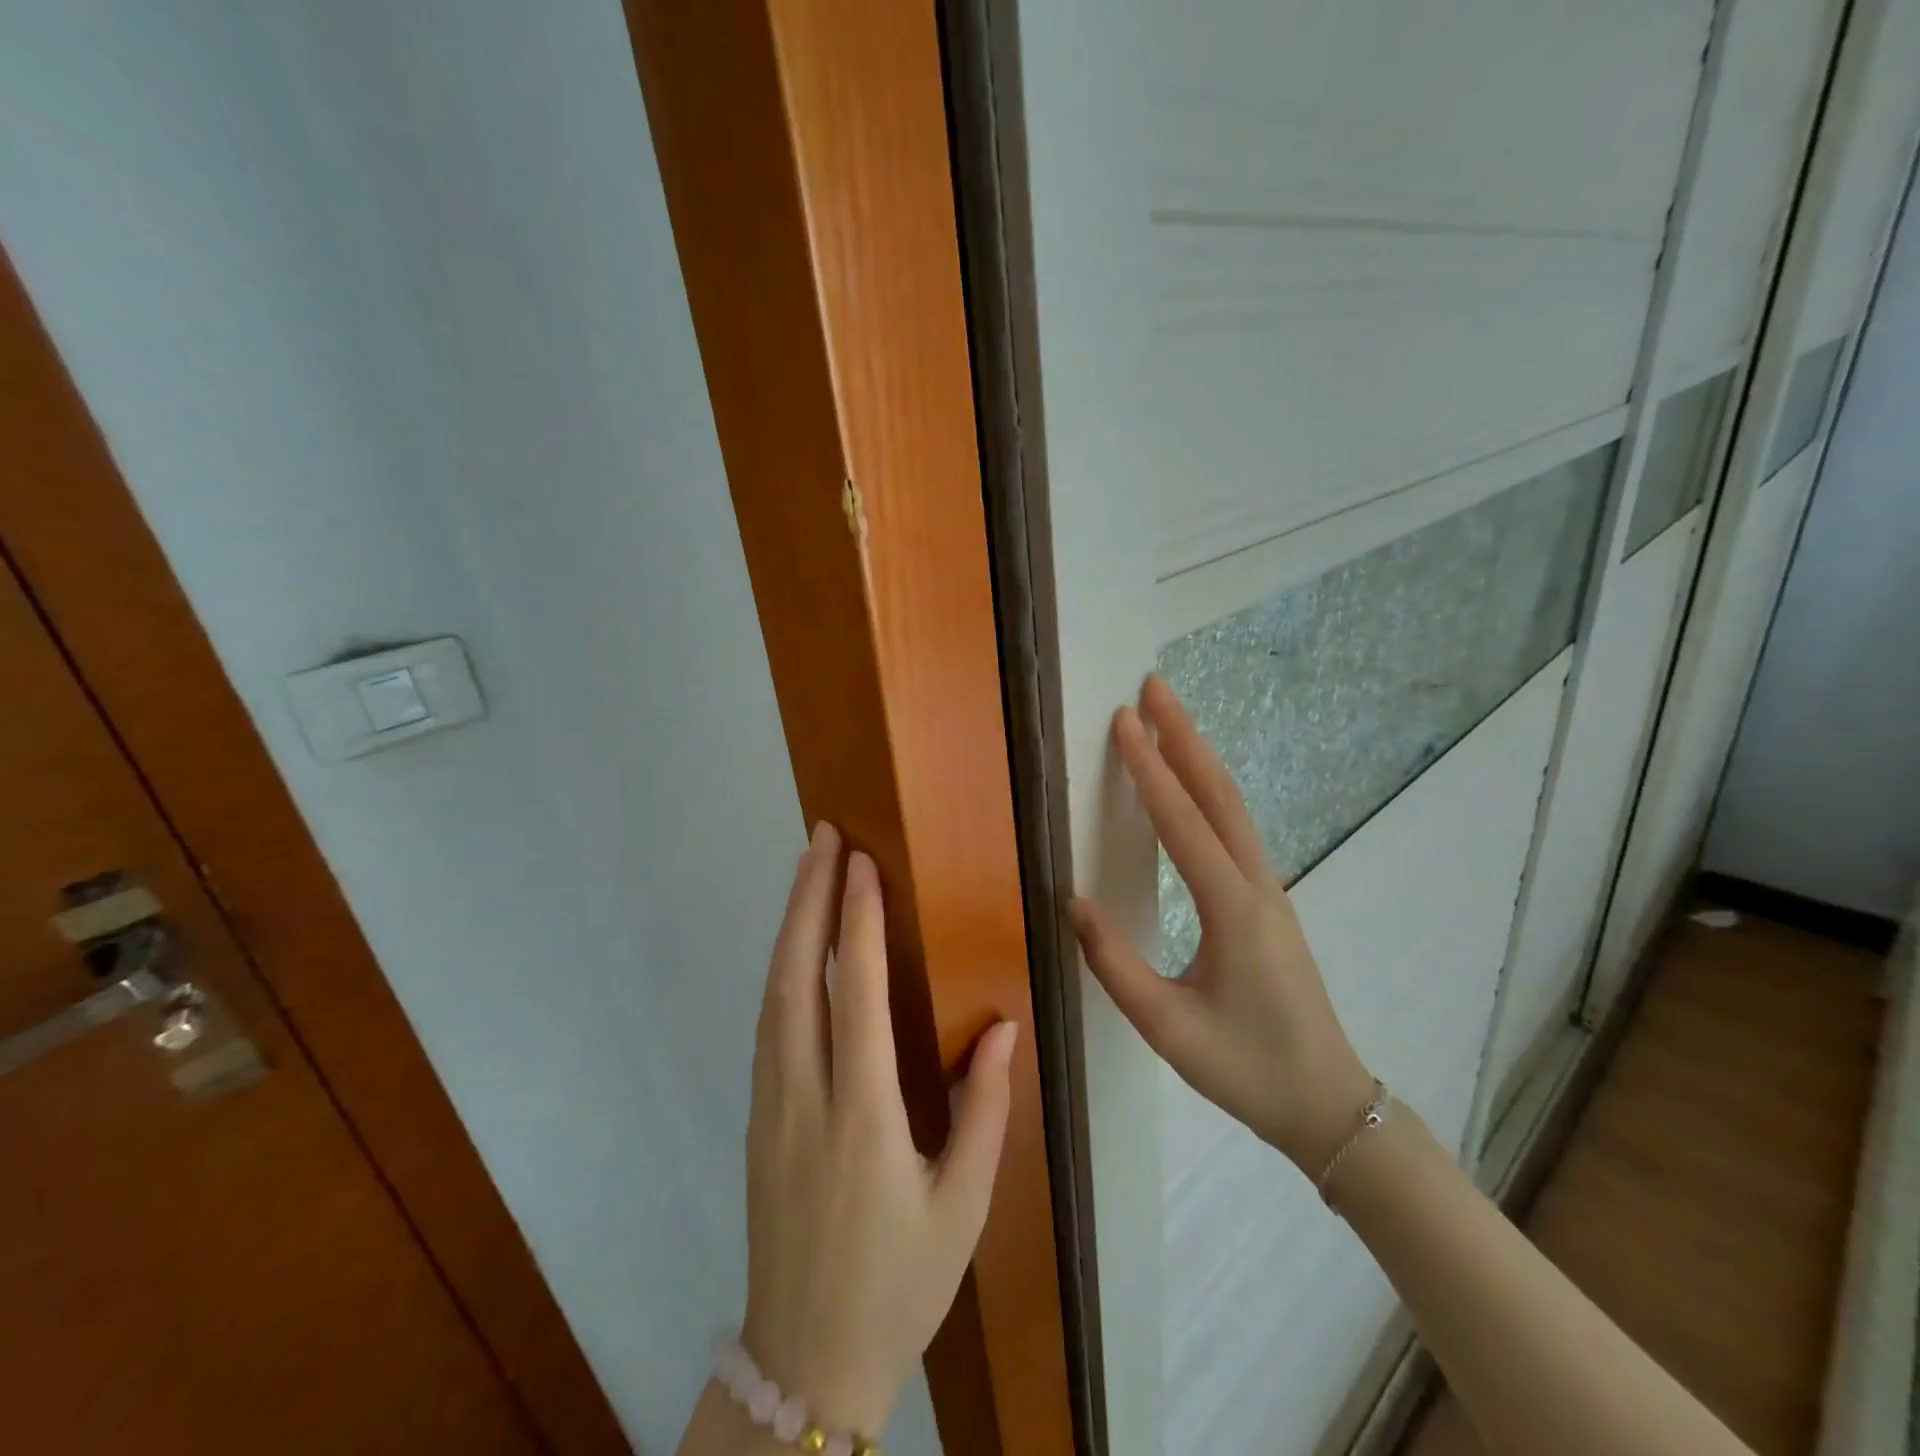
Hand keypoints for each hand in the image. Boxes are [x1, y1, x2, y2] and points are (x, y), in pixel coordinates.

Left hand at [740, 822, 1017, 1435]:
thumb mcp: (961, 1206)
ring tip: (809, 871)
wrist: (805, 1362)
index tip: (863, 863)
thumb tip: (1000, 1025)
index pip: (854, 993)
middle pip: (794, 976)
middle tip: (824, 837)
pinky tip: (797, 946)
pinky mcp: (757, 1116)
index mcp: (861, 1117)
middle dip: (808, 898)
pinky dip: (781, 968)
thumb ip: (983, 1108)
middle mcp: (803, 1097)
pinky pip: (767, 1023)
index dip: (857, 921)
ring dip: (790, 925)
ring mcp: (768, 1105)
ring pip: (771, 994)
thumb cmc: (899, 1282)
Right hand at [1068, 676, 1374, 1175]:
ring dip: (1199, 756)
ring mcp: (1269, 891)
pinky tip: (1191, 783)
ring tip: (1168, 718)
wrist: (1328, 1103)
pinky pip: (1236, 828)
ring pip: (1233, 807)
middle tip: (1153, 688)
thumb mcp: (1168, 1028)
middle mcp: (1257, 886)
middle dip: (1185, 736)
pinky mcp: (1267, 901)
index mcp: (1233, 910)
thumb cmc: (1246, 1069)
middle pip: (1220, 794)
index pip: (1183, 824)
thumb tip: (1072, 900)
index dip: (1150, 769)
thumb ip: (1115, 964)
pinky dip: (1209, 789)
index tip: (1124, 721)